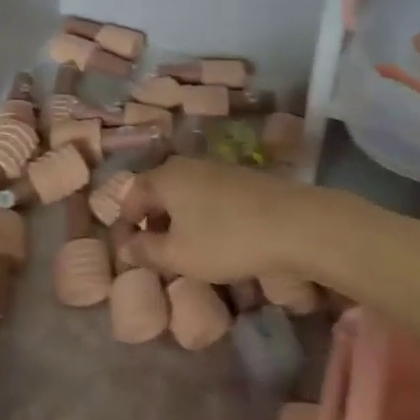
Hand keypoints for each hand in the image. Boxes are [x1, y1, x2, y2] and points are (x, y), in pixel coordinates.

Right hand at [122, 157, 355, 283]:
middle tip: (155, 253)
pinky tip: (215, 237)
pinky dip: (202, 215)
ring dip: (178, 219)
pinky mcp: (241, 178)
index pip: (131, 196)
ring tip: (185, 249)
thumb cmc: (227, 239)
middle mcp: (187, 164)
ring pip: (184, 193)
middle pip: (158, 191)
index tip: (129, 253)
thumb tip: (125, 247)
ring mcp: (217, 167)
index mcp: (165, 176)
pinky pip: (208, 195)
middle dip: (152, 221)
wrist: (295, 223)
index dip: (126, 225)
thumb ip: (147, 250)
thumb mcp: (179, 255)